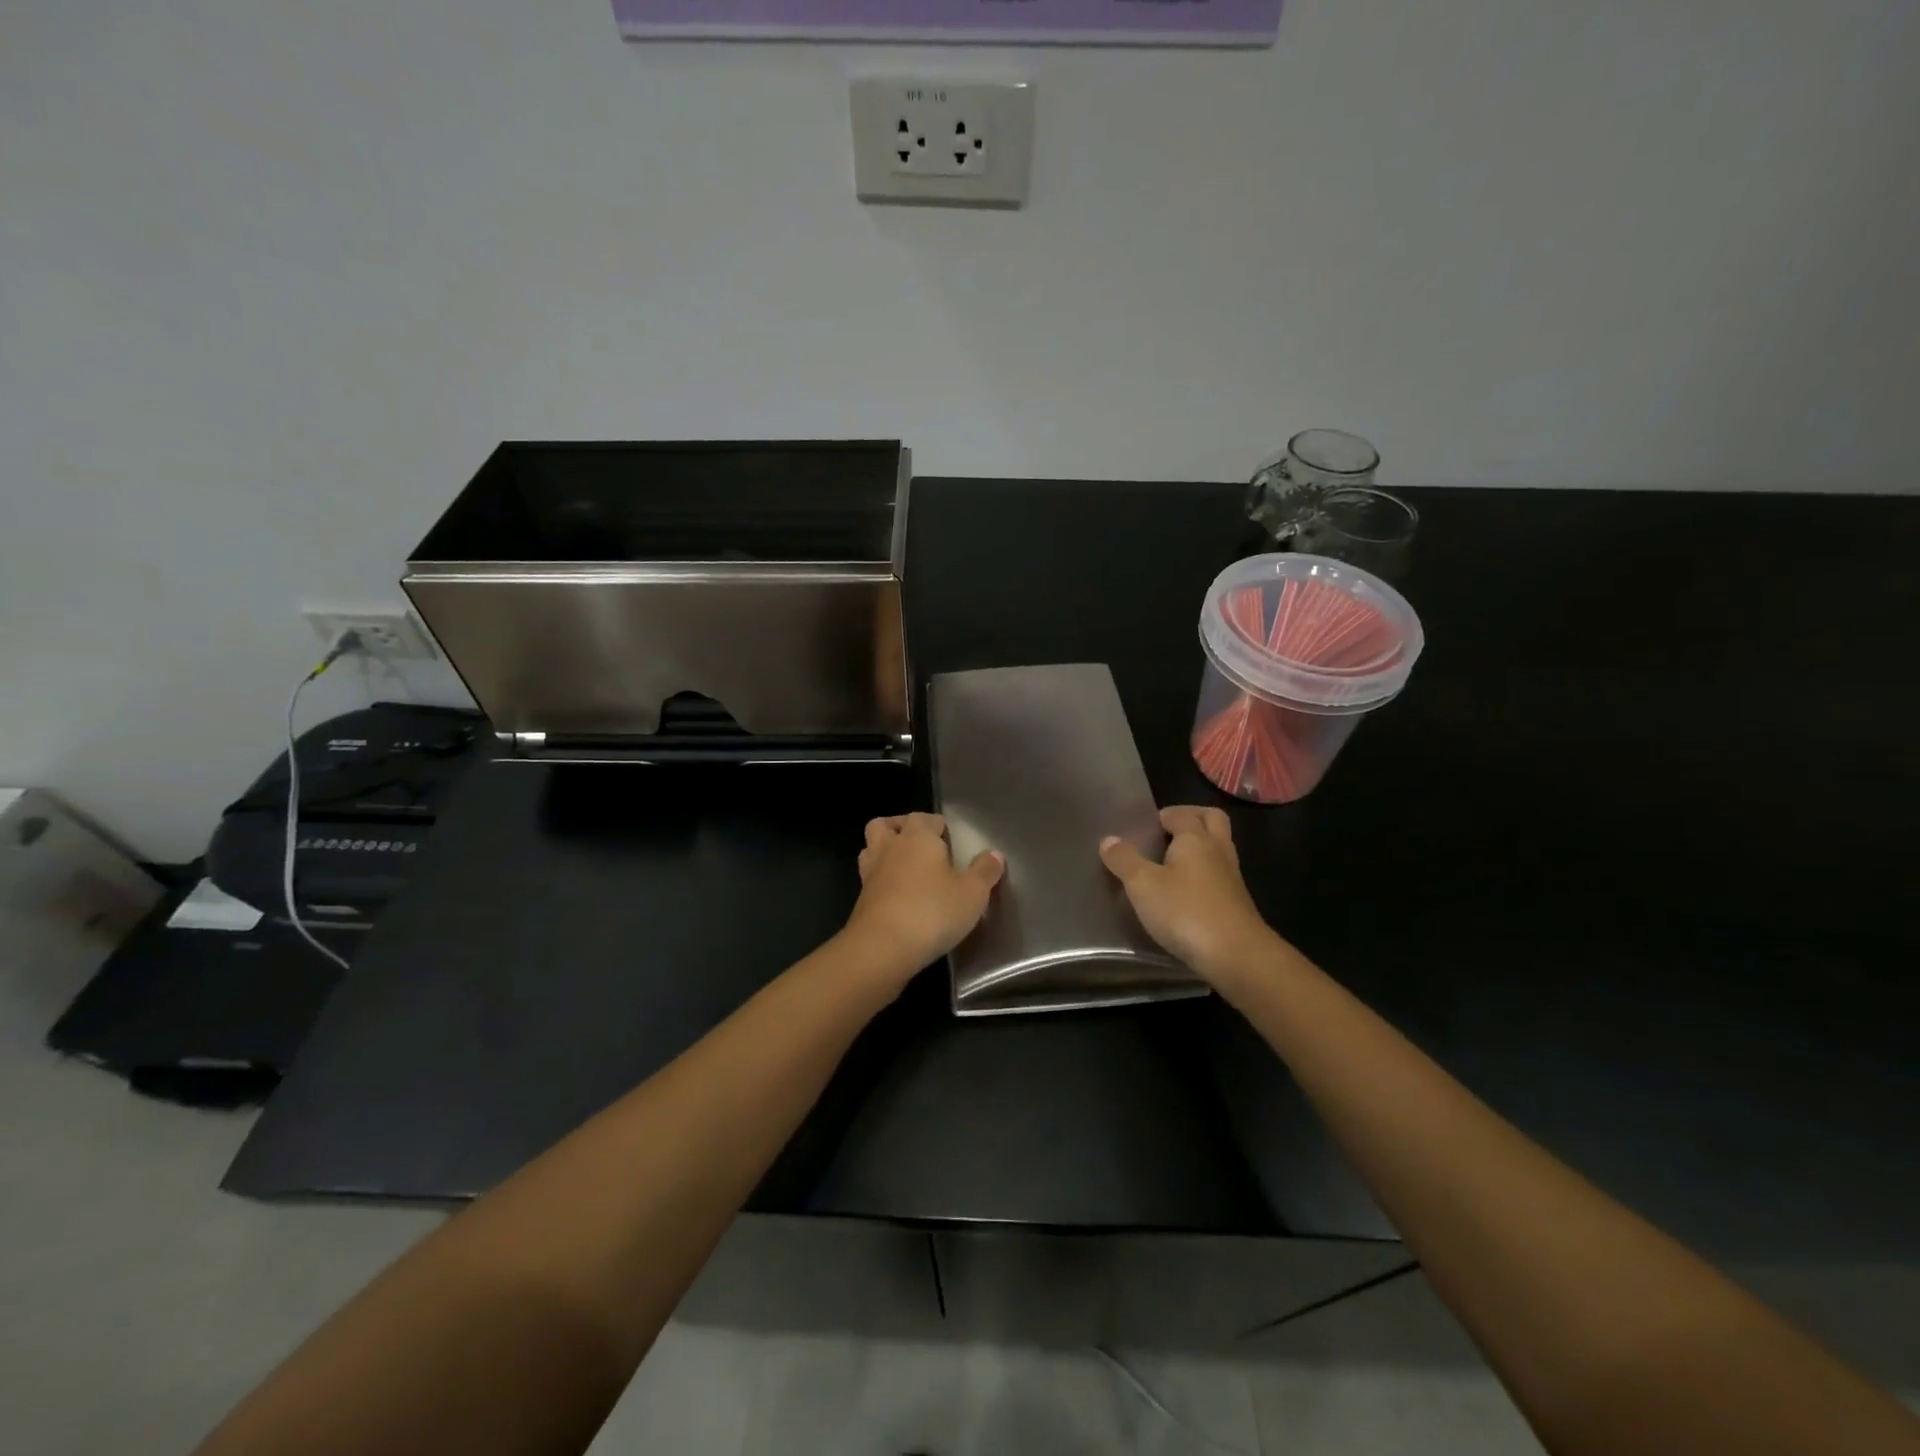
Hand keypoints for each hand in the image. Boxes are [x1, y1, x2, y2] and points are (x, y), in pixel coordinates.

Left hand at [842, 813, 1004, 978]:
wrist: (882, 947)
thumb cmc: (932, 911)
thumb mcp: (972, 893)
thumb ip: (985, 871)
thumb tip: (994, 854)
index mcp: (918, 838)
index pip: (924, 818)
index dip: (937, 824)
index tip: (950, 838)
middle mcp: (890, 848)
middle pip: (885, 824)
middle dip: (901, 828)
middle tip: (921, 845)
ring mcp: (871, 873)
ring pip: (871, 848)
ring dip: (885, 850)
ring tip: (905, 866)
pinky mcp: (861, 899)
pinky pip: (870, 878)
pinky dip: (881, 879)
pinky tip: (898, 895)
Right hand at [1100, 806, 1278, 986]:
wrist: (1236, 955)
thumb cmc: (1185, 911)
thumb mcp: (1143, 885)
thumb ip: (1124, 860)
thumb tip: (1109, 839)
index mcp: (1195, 839)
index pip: (1182, 814)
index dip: (1164, 815)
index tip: (1145, 826)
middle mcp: (1218, 851)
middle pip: (1212, 820)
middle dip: (1192, 818)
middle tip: (1167, 831)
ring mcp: (1231, 878)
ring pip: (1219, 848)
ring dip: (1200, 847)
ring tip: (1171, 862)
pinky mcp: (1237, 903)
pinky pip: (1220, 875)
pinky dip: (1204, 874)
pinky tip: (1185, 893)